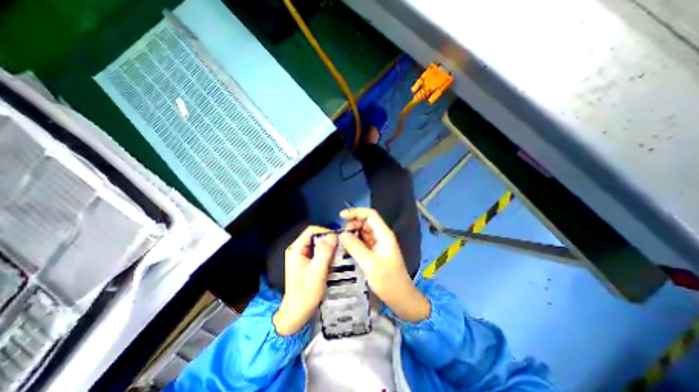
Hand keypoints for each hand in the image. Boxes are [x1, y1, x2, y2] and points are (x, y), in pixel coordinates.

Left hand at [273, 225, 338, 335]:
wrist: (296, 314)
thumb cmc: (305, 293)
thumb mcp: (317, 271)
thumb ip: (324, 252)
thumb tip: (333, 235)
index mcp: (297, 249)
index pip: (311, 231)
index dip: (325, 231)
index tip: (338, 239)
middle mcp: (299, 250)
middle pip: (315, 237)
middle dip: (329, 240)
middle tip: (342, 246)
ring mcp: (303, 257)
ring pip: (318, 245)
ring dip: (330, 247)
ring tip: (341, 252)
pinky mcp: (308, 264)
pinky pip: (319, 254)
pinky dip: (328, 254)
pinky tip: (336, 260)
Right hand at [341, 209, 431, 320]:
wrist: (400, 298)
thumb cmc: (388, 280)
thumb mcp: (370, 263)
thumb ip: (355, 247)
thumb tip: (342, 234)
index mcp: (384, 234)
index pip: (370, 215)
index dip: (356, 212)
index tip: (341, 216)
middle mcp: (381, 236)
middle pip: (365, 222)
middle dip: (352, 225)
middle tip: (340, 236)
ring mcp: (377, 244)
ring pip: (362, 232)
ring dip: (351, 234)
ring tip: (340, 242)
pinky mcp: (374, 252)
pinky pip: (362, 242)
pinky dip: (353, 242)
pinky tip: (345, 248)